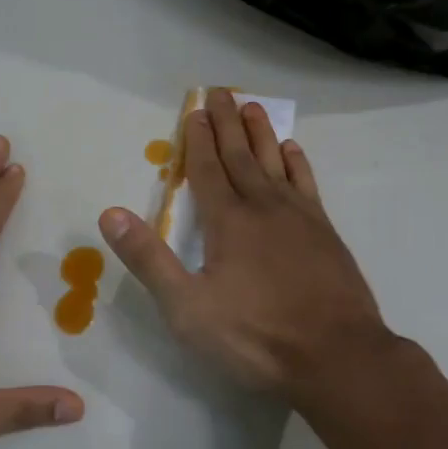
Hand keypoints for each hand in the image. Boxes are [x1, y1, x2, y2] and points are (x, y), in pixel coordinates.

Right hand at [98, 89, 395, 400]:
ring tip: (254, 107)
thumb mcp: (187, 308)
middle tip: (221, 91)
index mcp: (227, 222)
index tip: (195, 110)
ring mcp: (300, 218)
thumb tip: (110, 214)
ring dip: (262, 134)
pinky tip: (292, 151)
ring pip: (275, 163)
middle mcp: (263, 208)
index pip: (207, 171)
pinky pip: (307, 185)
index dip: (198, 140)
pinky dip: (297, 164)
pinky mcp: (326, 234)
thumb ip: (149, 259)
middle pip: (240, 156)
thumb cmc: (255, 337)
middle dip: (227, 123)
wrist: (337, 356)